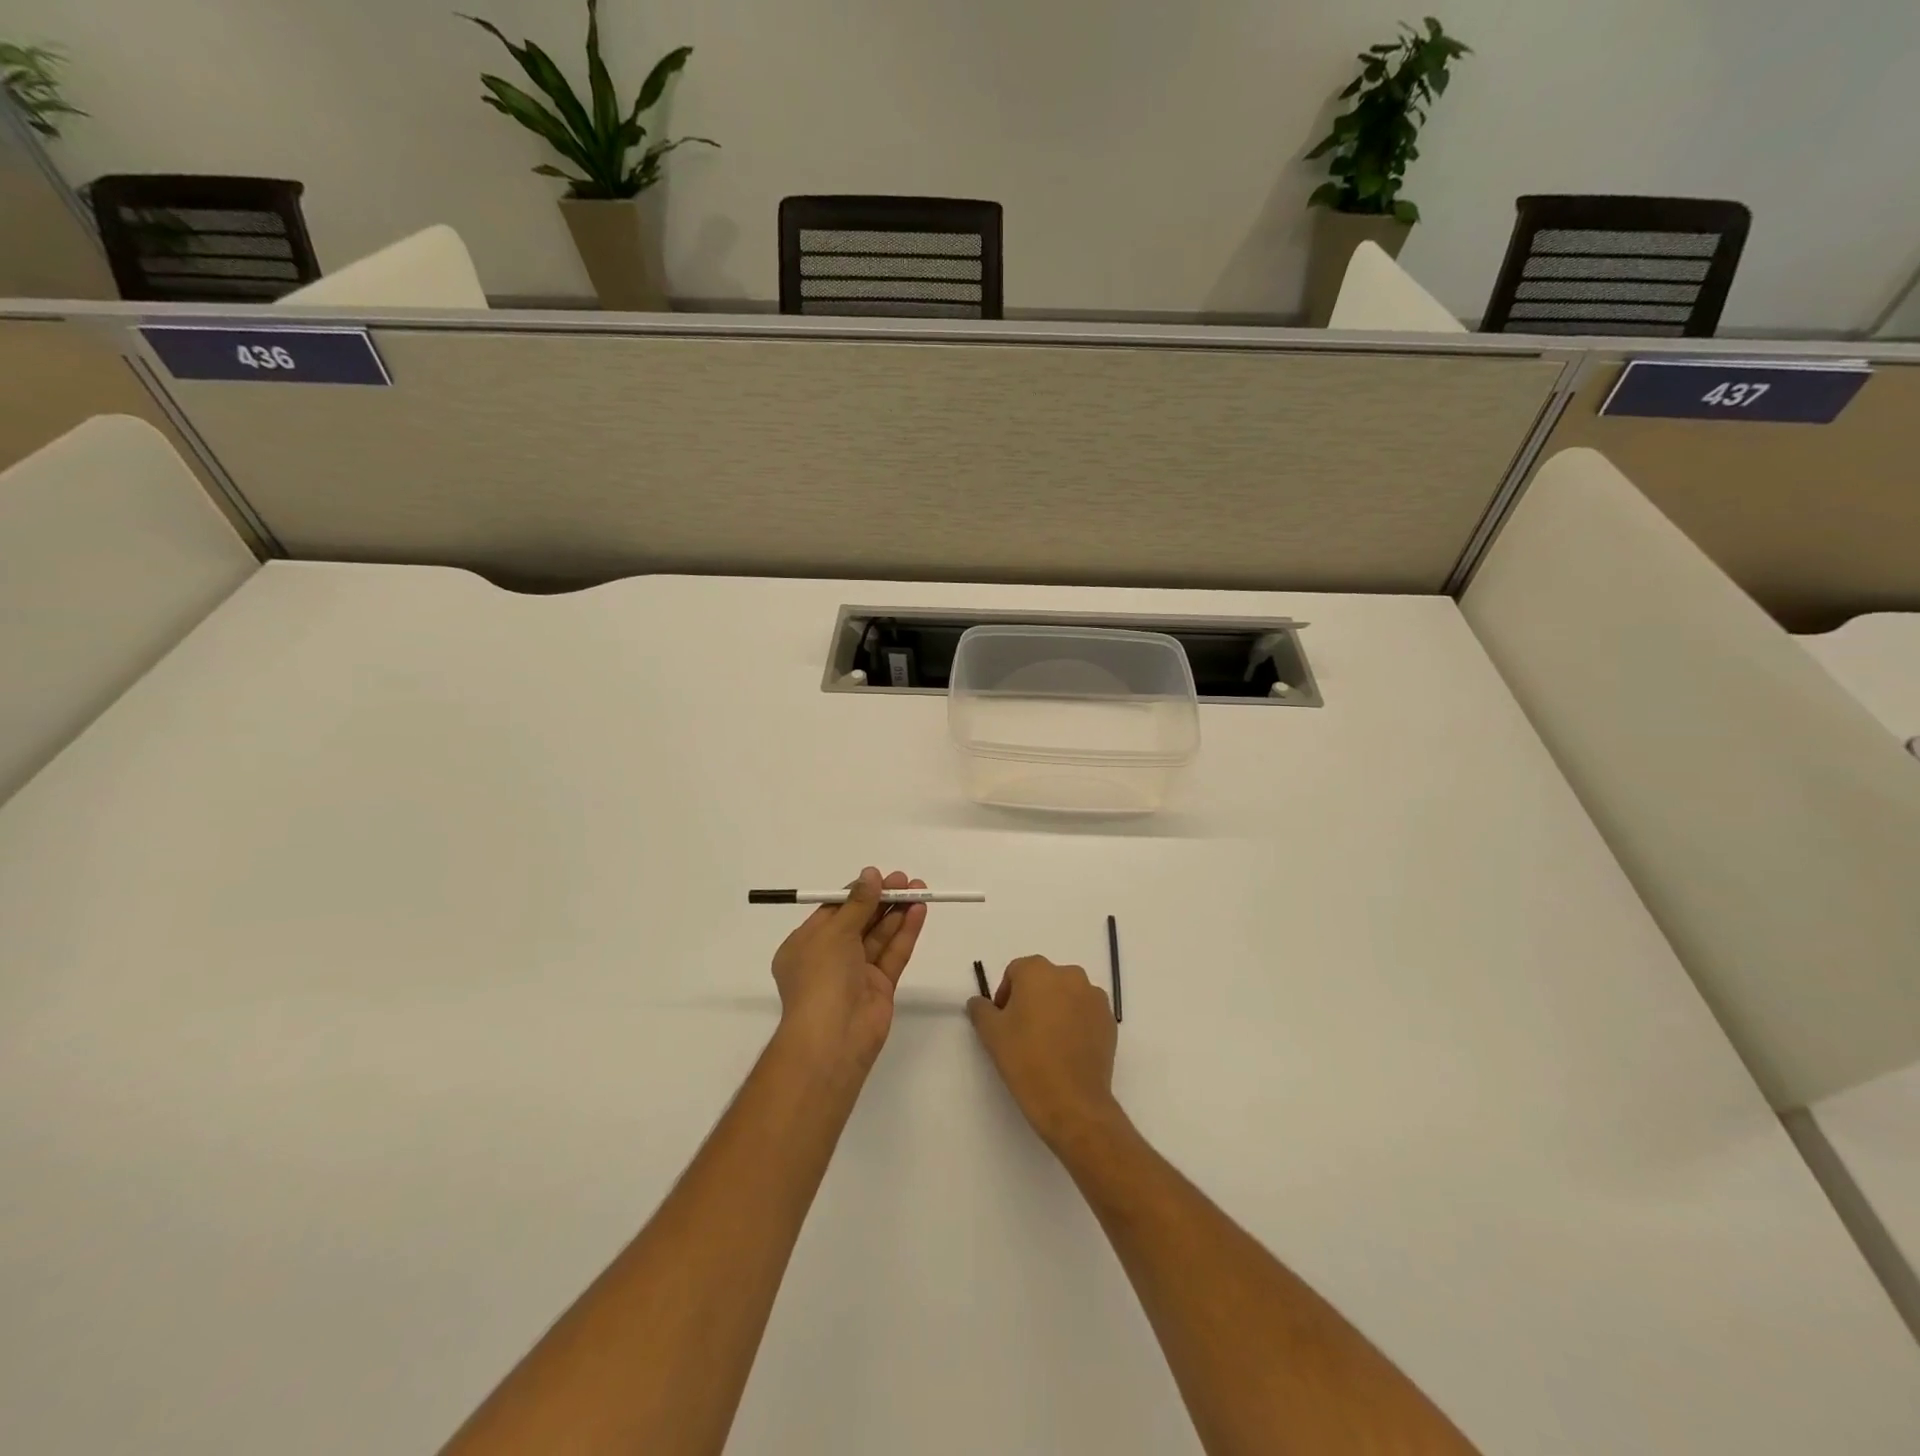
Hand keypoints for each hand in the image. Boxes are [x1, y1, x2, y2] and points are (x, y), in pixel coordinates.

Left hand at [770, 867, 926, 1078]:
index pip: (833, 912)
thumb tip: (870, 875)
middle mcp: (829, 958)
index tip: (879, 877)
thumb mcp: (834, 932)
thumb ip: (857, 903)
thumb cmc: (821, 978)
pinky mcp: (879, 987)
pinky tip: (919, 911)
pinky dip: (905, 933)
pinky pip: (893, 954)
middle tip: (906, 880)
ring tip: (920, 890)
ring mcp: (855, 974)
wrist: (833, 1037)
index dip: (857, 893)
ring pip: (879, 937)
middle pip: (860, 921)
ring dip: (897, 913)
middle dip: (882, 900)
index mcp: (805, 945)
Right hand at [968, 955, 1120, 1149]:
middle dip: (1031, 999)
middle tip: (1023, 1031)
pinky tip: (1067, 1050)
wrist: (1072, 1102)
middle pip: (1043, 980)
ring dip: (1056, 1009)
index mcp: (1038, 971)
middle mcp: (1069, 975)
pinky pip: (1086, 1012)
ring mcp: (1094, 997)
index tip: (1003, 1022)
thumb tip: (979, 1002)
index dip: (1005, 995)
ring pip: (1067, 995)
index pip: (1015, 972)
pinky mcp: (1109, 1020)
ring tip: (1047, 1042)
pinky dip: (1076, 1023)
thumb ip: (980, 1009)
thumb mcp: (991, 1033)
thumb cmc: (1026, 1060)